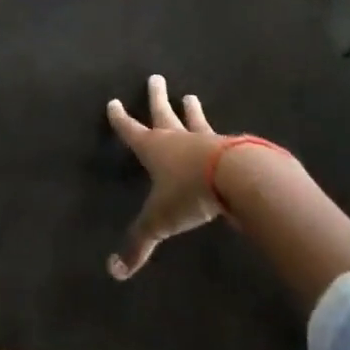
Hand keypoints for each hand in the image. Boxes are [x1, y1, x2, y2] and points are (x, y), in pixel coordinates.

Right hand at [106, 73, 226, 279]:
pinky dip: (220, 136)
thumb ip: (139, 243)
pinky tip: (227, 136)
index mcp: (153, 148)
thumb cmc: (189, 193)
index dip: (121, 119)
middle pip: (163, 112)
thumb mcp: (160, 221)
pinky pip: (222, 139)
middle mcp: (176, 138)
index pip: (131, 130)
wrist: (236, 178)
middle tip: (156, 78)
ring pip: (194, 120)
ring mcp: (205, 140)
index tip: (114, 102)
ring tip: (191, 96)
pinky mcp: (232, 148)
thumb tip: (114, 272)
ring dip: (191, 110)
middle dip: (156, 97)